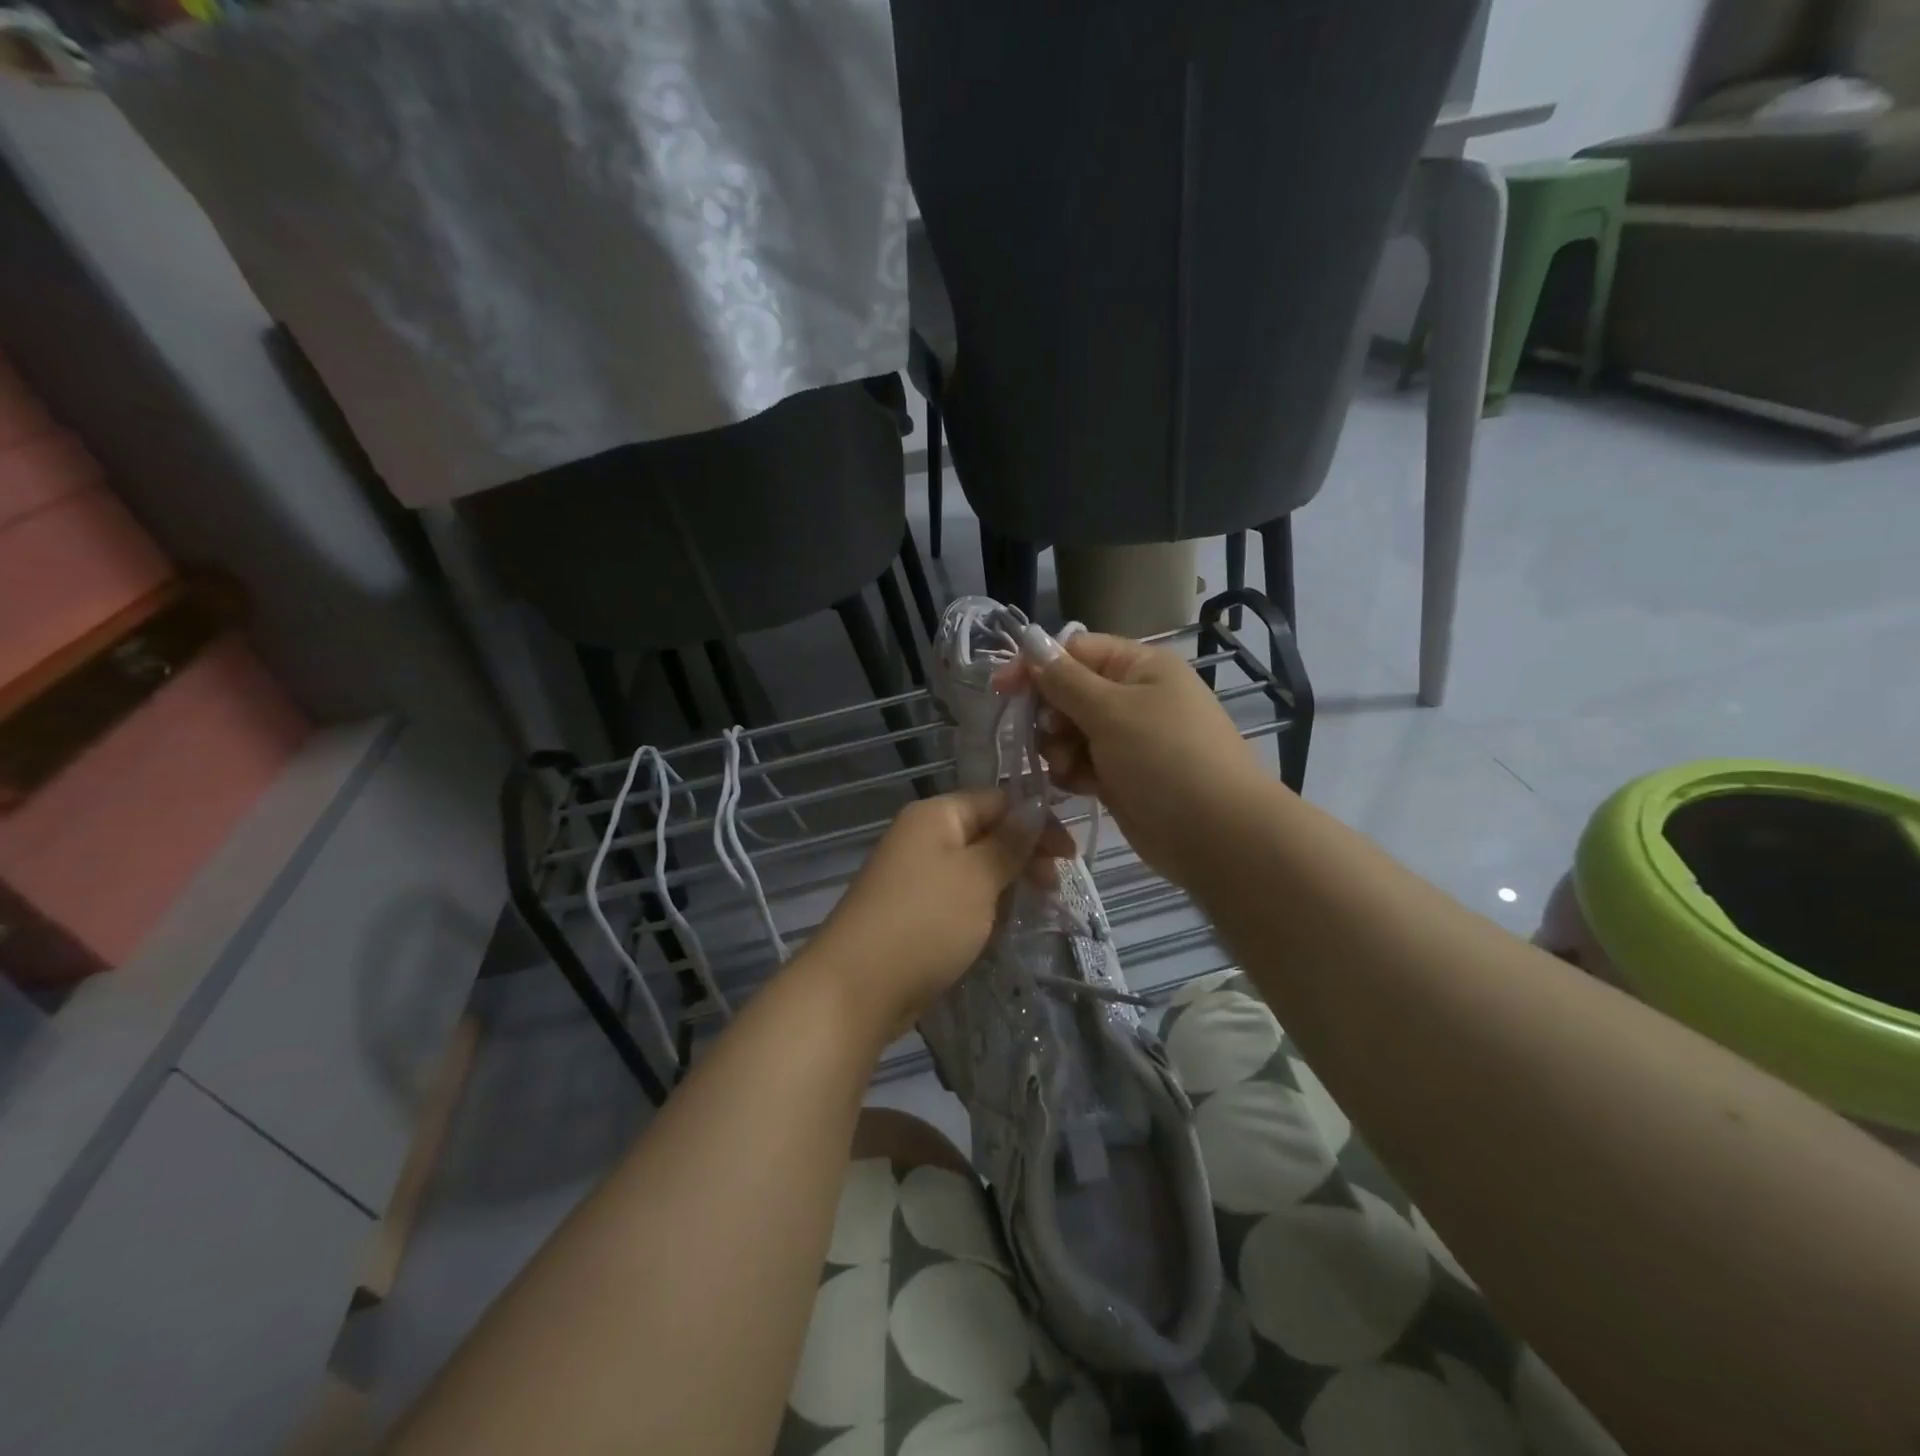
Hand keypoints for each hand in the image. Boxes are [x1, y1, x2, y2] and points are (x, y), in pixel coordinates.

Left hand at [802, 789, 1074, 1041]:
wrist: (856, 988)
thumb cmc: (924, 921)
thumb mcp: (977, 877)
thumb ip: (1009, 843)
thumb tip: (1035, 806)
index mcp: (935, 815)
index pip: (997, 801)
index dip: (1036, 822)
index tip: (1069, 857)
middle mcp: (922, 837)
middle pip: (986, 833)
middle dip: (1024, 855)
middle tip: (1053, 887)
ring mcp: (915, 876)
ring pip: (974, 868)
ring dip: (1006, 884)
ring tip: (1036, 908)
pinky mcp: (914, 912)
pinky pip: (959, 898)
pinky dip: (984, 908)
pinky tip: (1002, 927)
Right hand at [1000, 633, 1270, 886]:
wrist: (1216, 833)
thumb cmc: (1166, 758)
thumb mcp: (1112, 711)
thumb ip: (1065, 681)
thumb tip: (1032, 646)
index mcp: (1140, 666)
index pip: (1076, 650)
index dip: (1038, 666)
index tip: (1002, 688)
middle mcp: (1134, 697)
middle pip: (1069, 692)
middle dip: (1050, 715)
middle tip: (1050, 737)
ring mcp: (1128, 739)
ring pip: (1070, 732)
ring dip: (1059, 748)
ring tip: (1069, 768)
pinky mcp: (1122, 776)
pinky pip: (1082, 763)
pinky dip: (1073, 772)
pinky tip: (1077, 786)